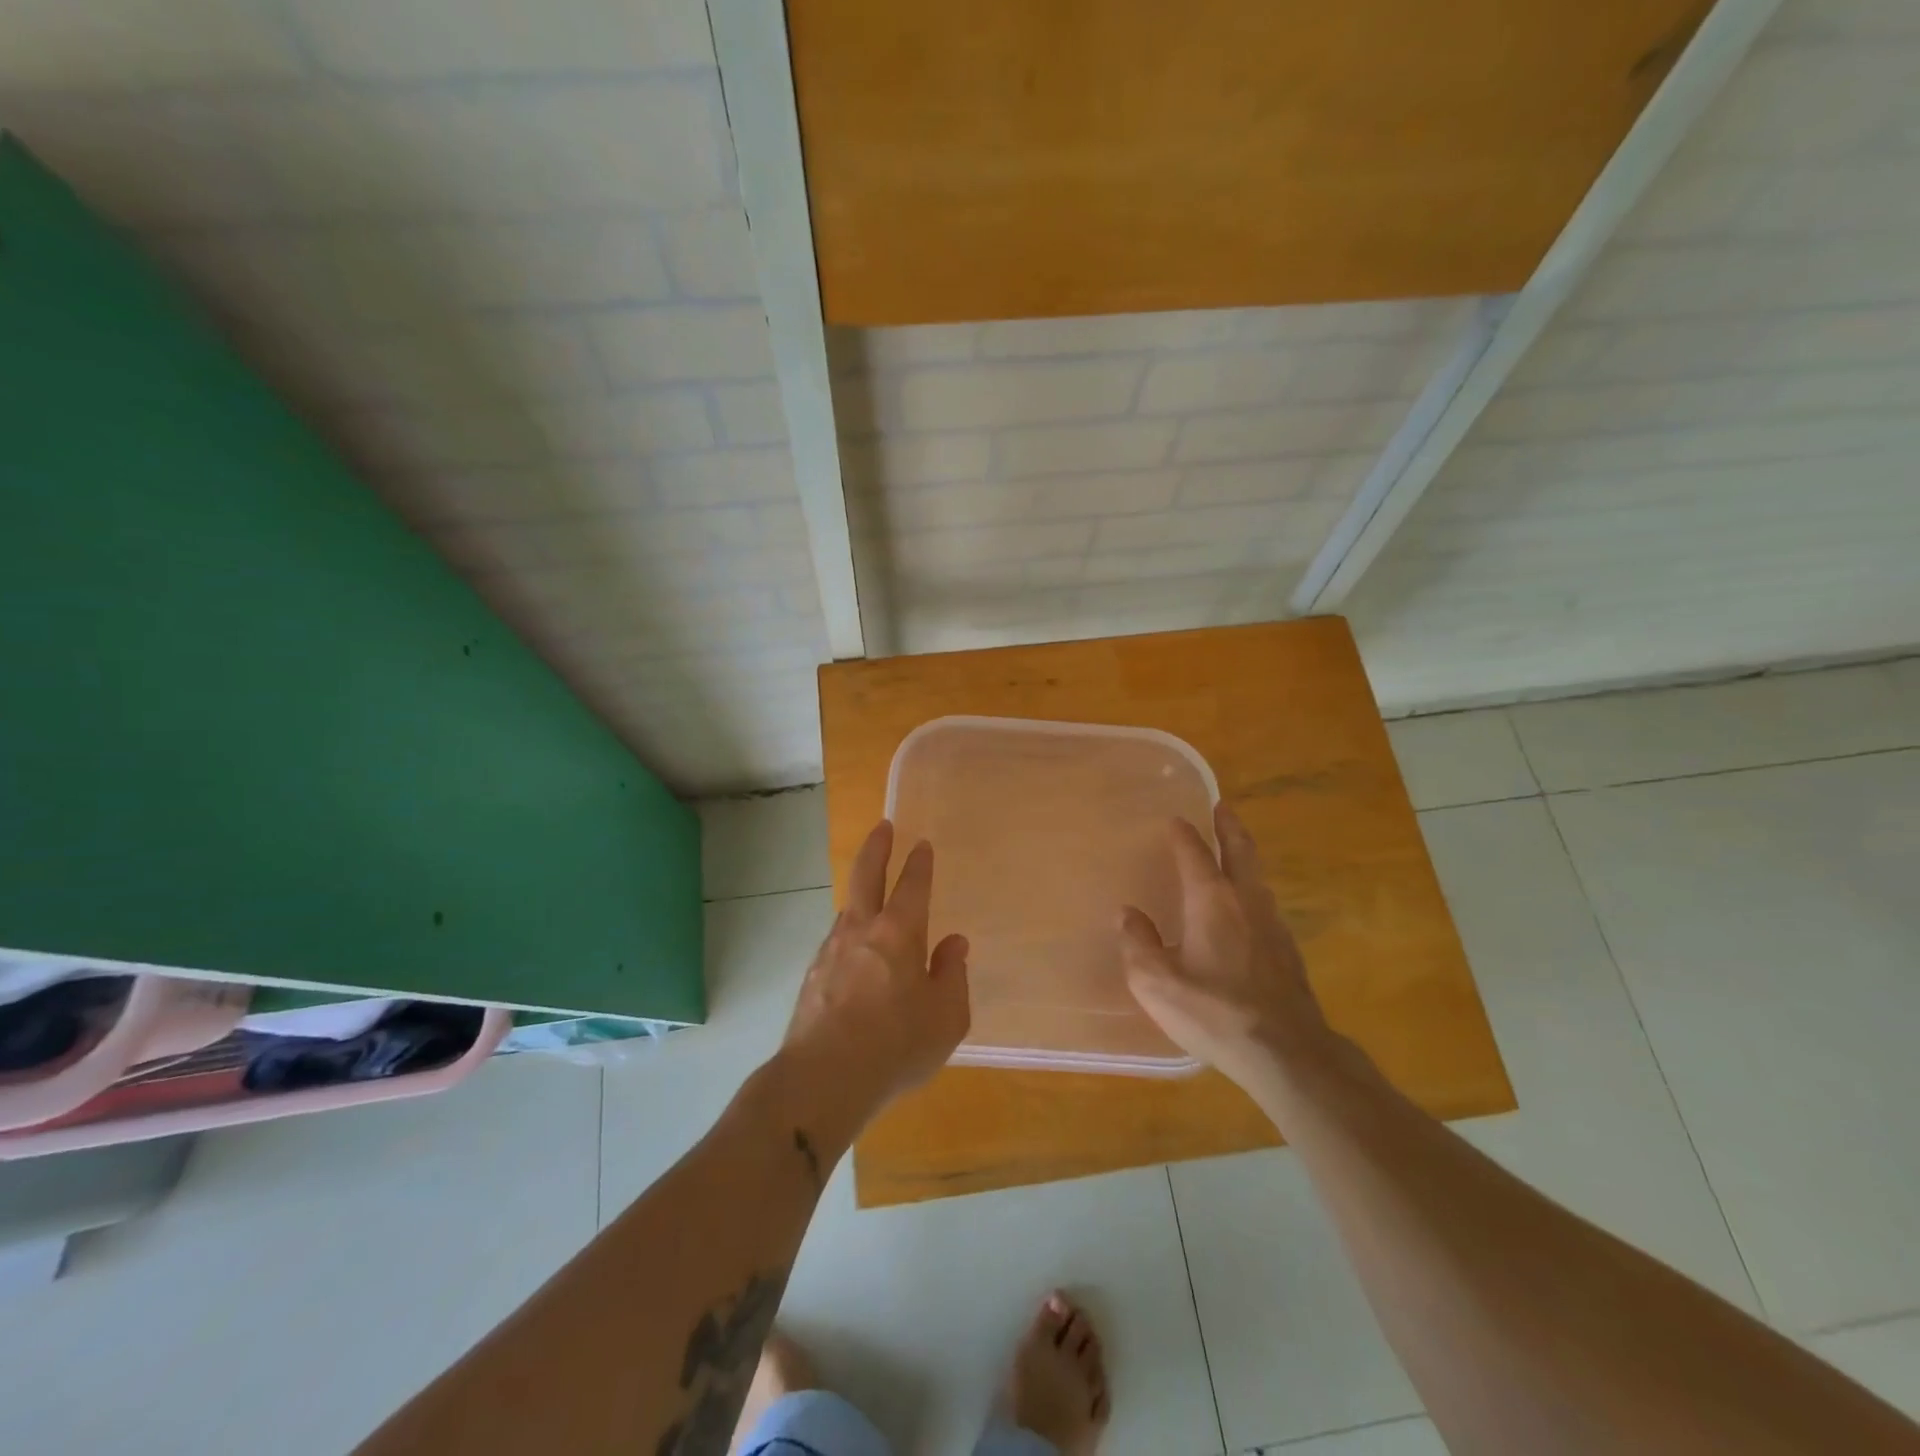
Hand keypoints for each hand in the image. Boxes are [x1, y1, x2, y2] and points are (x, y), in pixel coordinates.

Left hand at [780, 820, 970, 1129]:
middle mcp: (862, 930)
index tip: (922, 845)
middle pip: (866, 876)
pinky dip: (849, 934)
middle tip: (883, 827)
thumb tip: (953, 943)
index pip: (912, 885)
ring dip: (861, 895)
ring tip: (871, 897)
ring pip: (848, 909)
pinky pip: (836, 942)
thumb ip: (952, 975)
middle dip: (877, 847)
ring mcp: (831, 950)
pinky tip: (854, 953)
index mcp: (899, 933)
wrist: (822, 1079)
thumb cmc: (896, 1046)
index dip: (919, 863)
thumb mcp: (946, 1017)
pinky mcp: (812, 975)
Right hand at [1119, 804, 1332, 1091]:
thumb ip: (1138, 943)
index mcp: (1211, 900)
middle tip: (1223, 807)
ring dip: (1244, 855)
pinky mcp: (1288, 951)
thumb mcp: (1156, 982)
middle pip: (1240, 851)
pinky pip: (1266, 903)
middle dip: (1229, 826)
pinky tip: (1247, 907)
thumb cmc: (1214, 1011)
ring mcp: (1273, 925)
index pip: (1194, 853)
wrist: (1285, 1052)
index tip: (1174, 820)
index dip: (1183, 834)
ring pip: (1258, 876)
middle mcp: (1246, 901)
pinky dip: (1253, 888)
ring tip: (1234, 849)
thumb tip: (1127, 914)